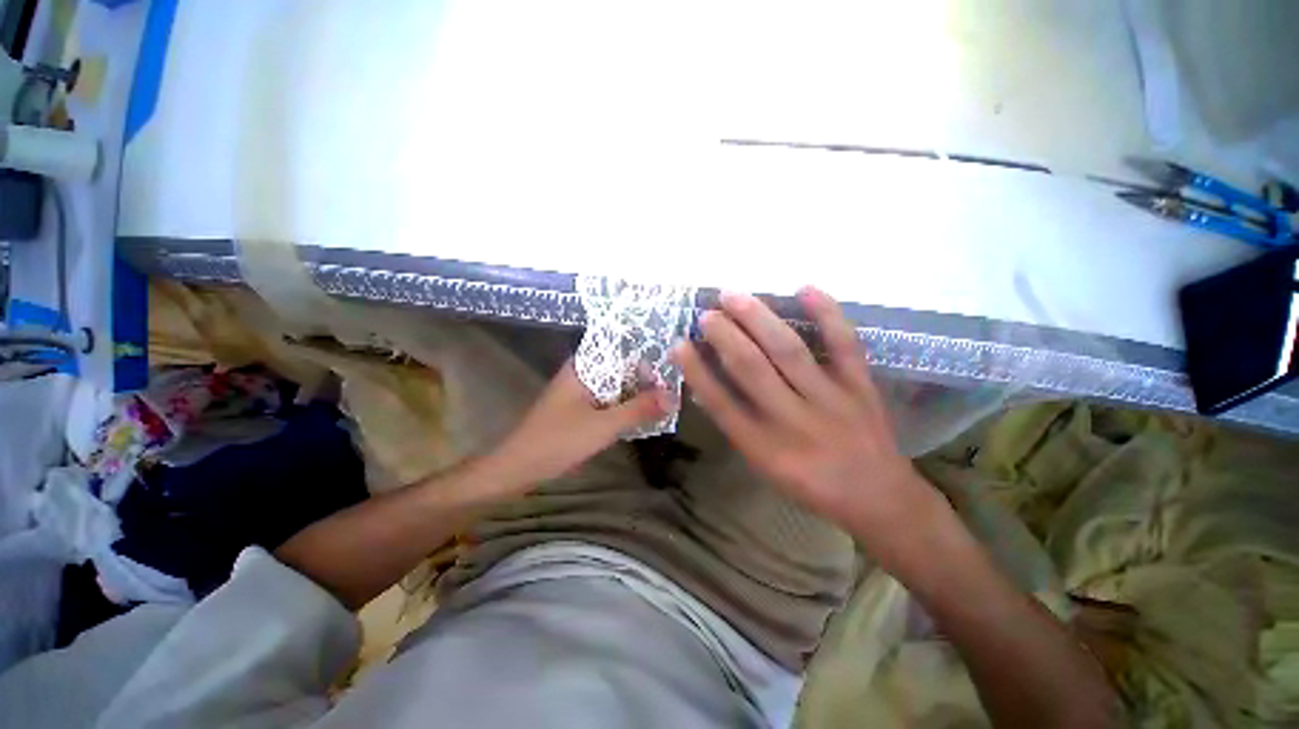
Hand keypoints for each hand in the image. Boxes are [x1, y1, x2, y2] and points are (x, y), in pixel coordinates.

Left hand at [486, 360, 674, 492]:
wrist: (518, 468)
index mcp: (584, 367)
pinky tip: (641, 418)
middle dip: (644, 381)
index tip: (668, 377)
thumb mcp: (604, 425)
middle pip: (620, 370)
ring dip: (635, 396)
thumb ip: (638, 409)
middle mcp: (582, 374)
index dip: (646, 362)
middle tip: (671, 394)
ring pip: (615, 388)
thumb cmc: (559, 440)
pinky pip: (608, 402)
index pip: (622, 352)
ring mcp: (579, 393)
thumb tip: (673, 397)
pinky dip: (624, 408)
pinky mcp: (578, 410)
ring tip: (663, 405)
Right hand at [672, 287, 940, 550]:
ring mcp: (830, 400)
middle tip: (707, 313)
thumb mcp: (764, 467)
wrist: (879, 497)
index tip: (679, 345)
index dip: (696, 371)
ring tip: (734, 296)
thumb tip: (706, 388)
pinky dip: (827, 314)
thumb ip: (736, 426)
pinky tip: (805, 289)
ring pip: (788, 351)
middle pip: (751, 369)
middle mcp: (793, 421)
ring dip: (758, 319)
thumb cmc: (811, 485)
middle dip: (724, 336)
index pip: (721, 403)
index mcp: (764, 448)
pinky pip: (844, 344)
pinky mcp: (861, 386)